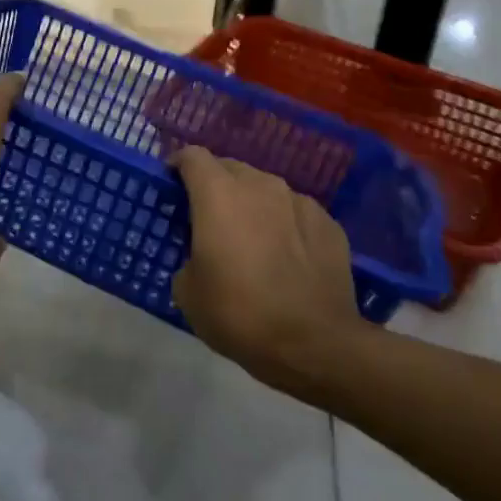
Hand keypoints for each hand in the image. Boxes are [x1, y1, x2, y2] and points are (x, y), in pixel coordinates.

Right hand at [171, 147, 359, 387]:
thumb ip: (189, 257)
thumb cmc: (240, 313)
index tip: (171, 184)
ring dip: (251, 205)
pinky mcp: (329, 223)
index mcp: (218, 194)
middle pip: (230, 168)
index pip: (192, 156)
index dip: (178, 165)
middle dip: (215, 185)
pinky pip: (295, 212)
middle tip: (208, 217)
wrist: (317, 344)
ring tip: (250, 238)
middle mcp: (260, 185)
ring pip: (265, 189)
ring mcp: (299, 201)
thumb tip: (202, 256)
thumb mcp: (189, 293)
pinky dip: (284, 224)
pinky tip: (285, 257)